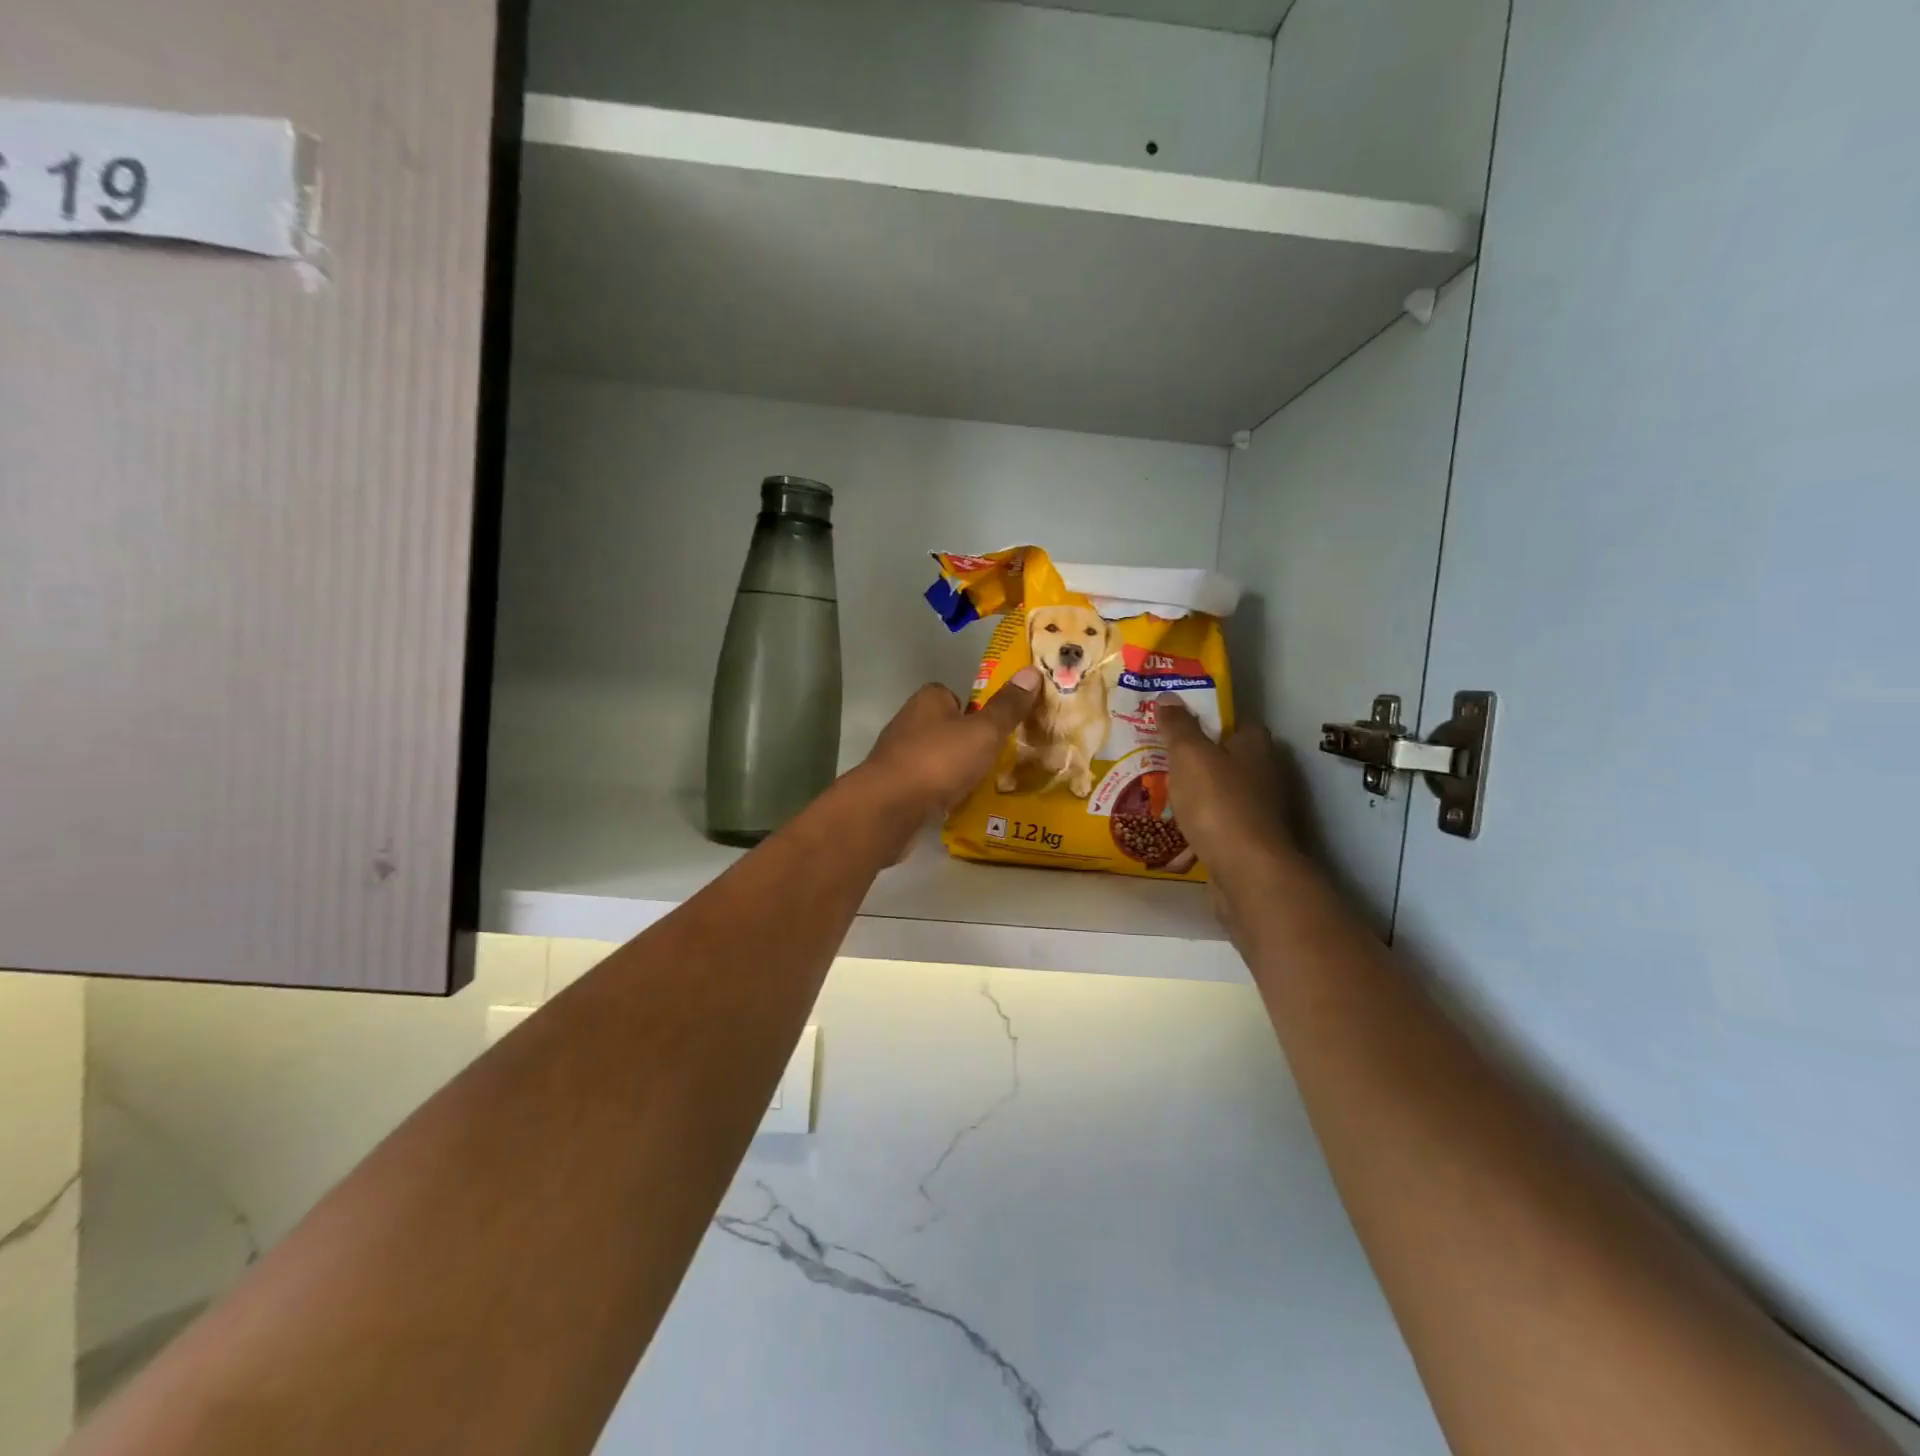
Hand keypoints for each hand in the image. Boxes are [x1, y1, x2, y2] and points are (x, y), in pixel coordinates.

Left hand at [863, 670, 1040, 816]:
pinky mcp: (894, 787)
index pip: (954, 695)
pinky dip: (941, 792)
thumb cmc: (939, 760)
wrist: (889, 808)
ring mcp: (898, 756)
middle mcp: (909, 722)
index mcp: (928, 700)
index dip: (976, 709)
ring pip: (936, 758)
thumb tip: (1032, 671)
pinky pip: (926, 785)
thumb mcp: (983, 731)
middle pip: (946, 727)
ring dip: (954, 770)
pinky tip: (958, 805)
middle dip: (967, 742)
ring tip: (984, 785)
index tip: (996, 727)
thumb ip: (1007, 706)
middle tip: (997, 758)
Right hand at [1156, 695, 1296, 893]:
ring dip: (1198, 794)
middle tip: (1161, 756)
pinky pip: (1217, 825)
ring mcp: (1259, 811)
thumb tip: (1168, 697)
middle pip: (1229, 758)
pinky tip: (1174, 829)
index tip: (1179, 721)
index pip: (1237, 721)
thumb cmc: (1218, 803)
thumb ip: (1178, 726)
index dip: (1210, 718)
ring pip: (1222, 793)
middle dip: (1199, 758)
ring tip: (1160, 792)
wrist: (1246, 870)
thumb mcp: (1190, 755)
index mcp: (1256, 746)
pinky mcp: (1249, 841)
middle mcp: (1264, 774)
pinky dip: (1199, 825)